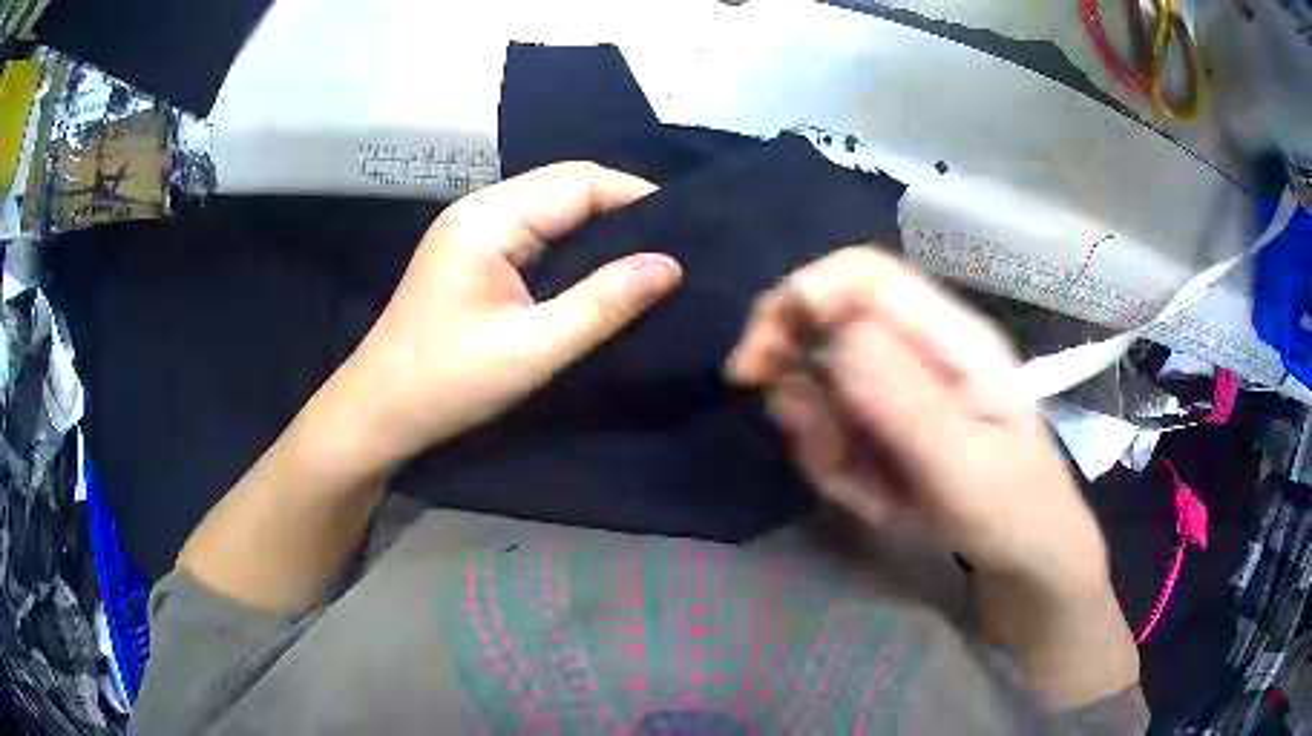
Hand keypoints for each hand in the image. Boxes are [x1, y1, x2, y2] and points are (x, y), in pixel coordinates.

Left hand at [349, 162, 682, 470]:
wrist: (378, 411)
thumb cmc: (447, 383)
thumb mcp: (532, 349)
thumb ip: (603, 303)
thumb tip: (670, 265)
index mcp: (489, 217)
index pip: (580, 181)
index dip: (638, 197)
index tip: (687, 231)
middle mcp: (481, 208)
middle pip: (567, 185)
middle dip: (623, 208)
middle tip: (675, 246)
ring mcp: (473, 228)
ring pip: (553, 206)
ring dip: (600, 225)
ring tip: (650, 255)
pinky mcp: (473, 252)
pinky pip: (536, 230)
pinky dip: (574, 242)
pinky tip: (600, 268)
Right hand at [727, 247, 1105, 595]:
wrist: (1023, 553)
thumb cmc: (1012, 510)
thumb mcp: (966, 470)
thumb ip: (908, 406)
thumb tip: (838, 339)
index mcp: (952, 337)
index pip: (865, 275)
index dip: (804, 295)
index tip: (761, 357)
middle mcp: (919, 346)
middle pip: (827, 316)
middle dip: (793, 369)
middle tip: (790, 425)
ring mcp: (899, 384)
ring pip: (819, 383)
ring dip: (822, 441)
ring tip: (868, 495)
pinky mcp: (884, 419)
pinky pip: (830, 428)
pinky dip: (834, 468)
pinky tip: (876, 501)